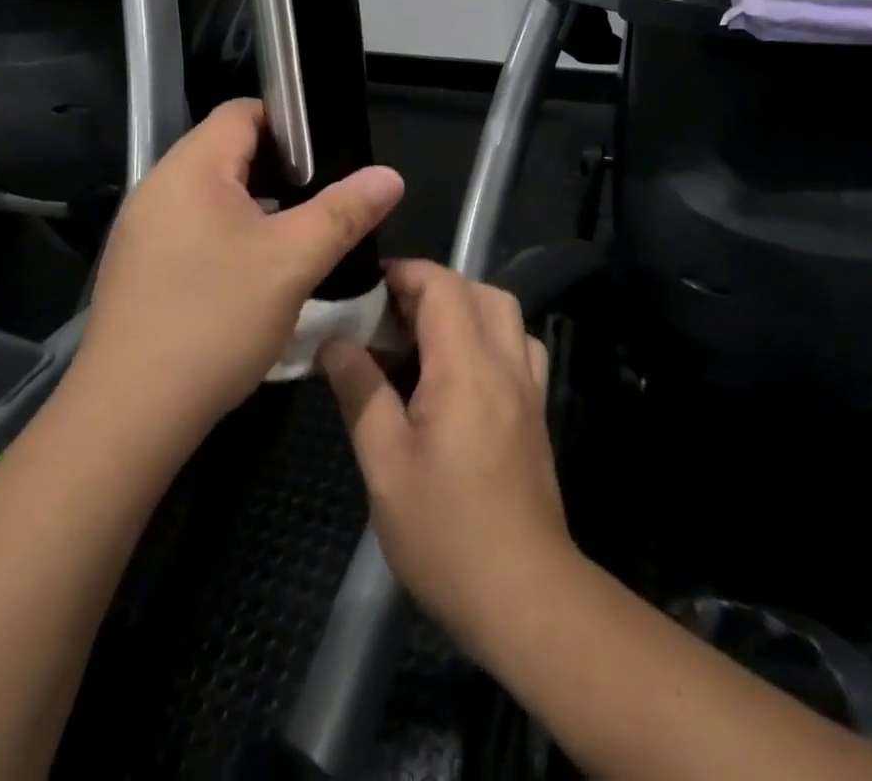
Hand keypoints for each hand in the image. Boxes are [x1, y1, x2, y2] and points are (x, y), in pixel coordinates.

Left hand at [71, 100, 403, 450]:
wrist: (129, 416)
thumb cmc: (214, 322)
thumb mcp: (292, 262)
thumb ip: (344, 212)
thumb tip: (390, 175)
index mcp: (191, 169)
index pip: (243, 112)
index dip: (291, 124)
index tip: (330, 158)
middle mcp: (159, 187)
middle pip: (228, 150)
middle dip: (280, 168)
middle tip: (323, 199)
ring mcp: (143, 229)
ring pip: (213, 193)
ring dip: (257, 204)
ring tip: (297, 234)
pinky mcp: (140, 266)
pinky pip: (194, 227)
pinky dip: (230, 233)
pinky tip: (255, 272)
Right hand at [322, 261, 570, 655]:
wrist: (525, 596)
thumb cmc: (446, 532)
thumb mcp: (385, 464)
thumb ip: (360, 392)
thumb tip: (335, 343)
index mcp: (466, 367)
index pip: (442, 286)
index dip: (403, 274)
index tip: (365, 289)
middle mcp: (505, 364)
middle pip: (477, 291)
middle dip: (430, 287)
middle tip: (387, 316)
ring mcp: (528, 387)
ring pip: (504, 314)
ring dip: (463, 307)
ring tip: (420, 339)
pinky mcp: (536, 412)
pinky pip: (519, 347)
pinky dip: (489, 336)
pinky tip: (459, 372)